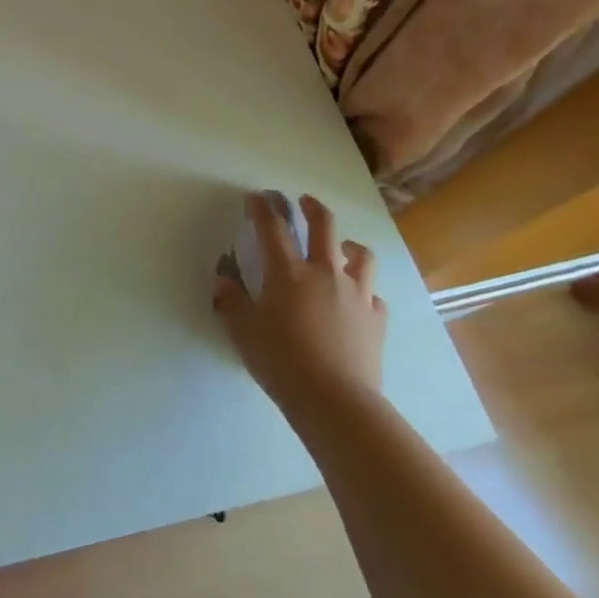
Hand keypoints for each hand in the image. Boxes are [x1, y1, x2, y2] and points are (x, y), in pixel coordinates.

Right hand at [215, 193, 386, 423]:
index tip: (256, 197)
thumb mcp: (243, 332)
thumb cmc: (281, 362)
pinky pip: (374, 295)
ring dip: (349, 245)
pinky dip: (365, 291)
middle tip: (303, 202)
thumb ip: (231, 302)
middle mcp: (325, 273)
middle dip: (312, 208)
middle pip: (324, 226)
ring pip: (361, 255)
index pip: (272, 228)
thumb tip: (222, 281)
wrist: (335, 400)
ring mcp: (356, 294)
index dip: (262, 208)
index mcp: (288, 272)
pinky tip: (357, 300)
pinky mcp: (376, 319)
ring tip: (342, 247)